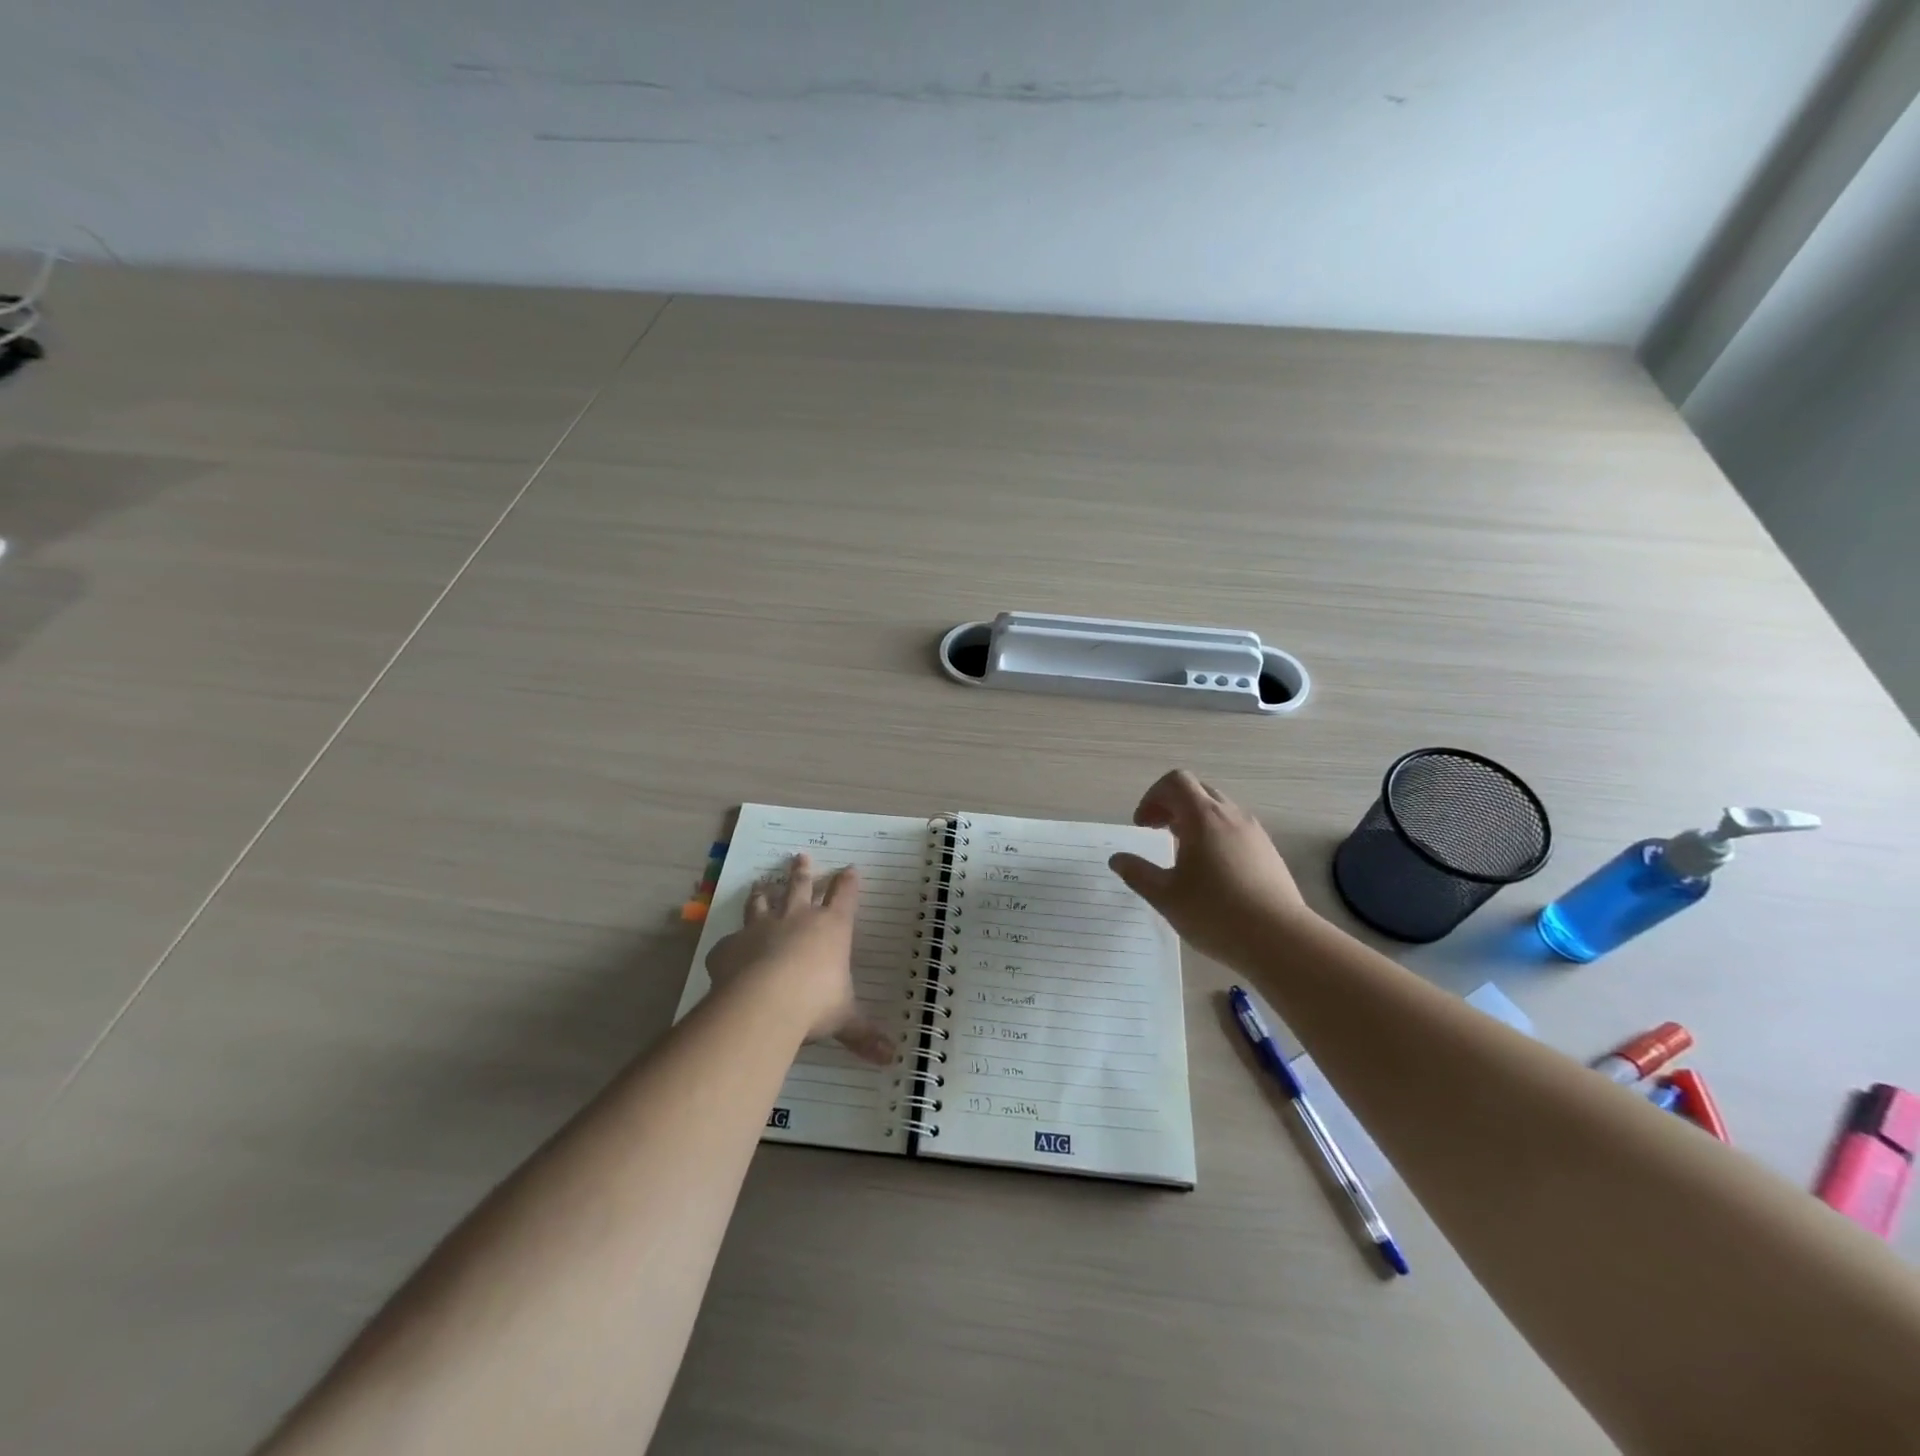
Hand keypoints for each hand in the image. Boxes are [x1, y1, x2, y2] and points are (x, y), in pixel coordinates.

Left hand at [706, 853, 895, 1064]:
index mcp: (831, 928)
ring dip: (764, 893)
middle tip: (800, 856)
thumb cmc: (816, 1003)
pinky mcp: (731, 945)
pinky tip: (728, 947)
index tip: (850, 868)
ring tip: (761, 883)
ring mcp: (761, 928)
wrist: (764, 1003)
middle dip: (802, 872)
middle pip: (800, 887)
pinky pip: (730, 940)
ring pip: (763, 903)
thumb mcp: (845, 1019)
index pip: (844, 897)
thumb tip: (890, 1058)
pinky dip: (731, 943)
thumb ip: (863, 1034)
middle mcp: (797, 919)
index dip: (848, 882)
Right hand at [1108, 770, 1314, 964]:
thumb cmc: (1215, 914)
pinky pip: (1235, 829)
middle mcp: (1231, 816)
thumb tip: (1118, 860)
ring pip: (1219, 810)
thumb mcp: (1165, 896)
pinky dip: (1215, 835)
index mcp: (1203, 817)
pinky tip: (1212, 872)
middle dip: (1171, 806)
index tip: (1143, 826)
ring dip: (1194, 820)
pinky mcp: (1269, 852)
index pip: (1175, 782)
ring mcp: (1254, 833)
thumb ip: (1137, 873)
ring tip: (1183, 853)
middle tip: (1157, 833)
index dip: (1152, 797)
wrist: (1281, 940)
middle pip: (1197, 791)